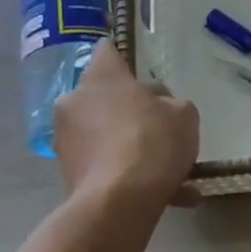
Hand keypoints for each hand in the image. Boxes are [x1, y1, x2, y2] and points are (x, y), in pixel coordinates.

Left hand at [52, 44, 201, 205]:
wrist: (120, 200)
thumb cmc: (153, 142)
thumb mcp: (184, 115)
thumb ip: (172, 104)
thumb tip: (159, 107)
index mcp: (103, 77)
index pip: (108, 51)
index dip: (123, 59)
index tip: (137, 72)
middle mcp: (75, 101)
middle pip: (104, 97)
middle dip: (128, 111)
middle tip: (157, 128)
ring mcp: (66, 138)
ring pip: (105, 136)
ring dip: (130, 148)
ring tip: (170, 173)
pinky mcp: (67, 172)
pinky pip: (106, 166)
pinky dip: (129, 176)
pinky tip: (169, 196)